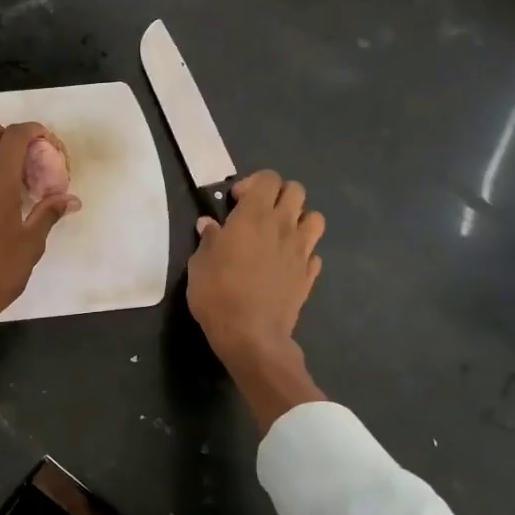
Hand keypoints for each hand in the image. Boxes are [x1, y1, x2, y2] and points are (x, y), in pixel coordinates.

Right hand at [187, 170, 327, 428]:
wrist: (251, 335)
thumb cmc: (218, 294)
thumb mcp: (199, 264)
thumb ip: (208, 240)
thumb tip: (209, 224)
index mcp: (254, 216)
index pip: (268, 179)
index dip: (252, 183)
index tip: (235, 202)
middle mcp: (283, 226)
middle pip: (296, 190)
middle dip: (278, 195)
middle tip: (257, 214)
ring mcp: (301, 250)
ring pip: (315, 218)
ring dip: (299, 220)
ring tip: (279, 235)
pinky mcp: (309, 274)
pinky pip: (313, 252)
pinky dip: (302, 252)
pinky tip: (286, 264)